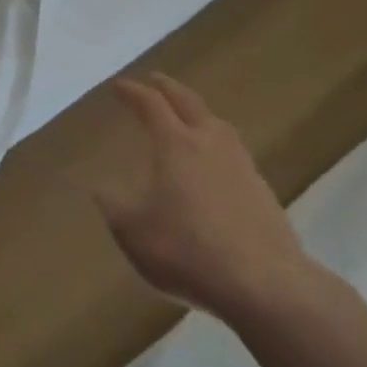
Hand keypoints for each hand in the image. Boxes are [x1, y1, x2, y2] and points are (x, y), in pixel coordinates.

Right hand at [95, 73, 319, 325]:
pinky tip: (215, 161)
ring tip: (189, 115)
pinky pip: (234, 151)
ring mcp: (241, 165)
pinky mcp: (262, 191)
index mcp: (175, 144)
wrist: (266, 286)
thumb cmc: (189, 251)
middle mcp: (209, 143)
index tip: (118, 85)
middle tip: (155, 80)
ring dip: (198, 112)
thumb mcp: (134, 233)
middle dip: (168, 88)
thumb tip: (100, 188)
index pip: (151, 104)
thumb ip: (114, 207)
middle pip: (188, 102)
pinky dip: (217, 143)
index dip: (132, 92)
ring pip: (217, 123)